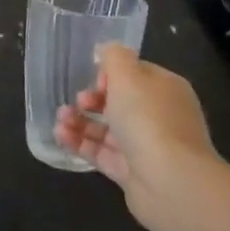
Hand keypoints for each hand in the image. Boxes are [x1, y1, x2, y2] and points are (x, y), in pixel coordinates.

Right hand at [54, 45, 220, 229]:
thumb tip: (106, 49)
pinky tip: (60, 136)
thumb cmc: (148, 119)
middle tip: (78, 101)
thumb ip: (114, 57)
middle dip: (92, 99)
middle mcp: (159, 116)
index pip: (136, 74)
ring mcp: (147, 147)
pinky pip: (102, 153)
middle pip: (120, 102)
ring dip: (81, 121)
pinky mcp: (132, 173)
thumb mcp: (128, 75)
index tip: (93, 78)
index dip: (111, 73)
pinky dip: (81, 143)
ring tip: (60, 119)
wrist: (169, 182)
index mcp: (165, 89)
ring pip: (108, 129)